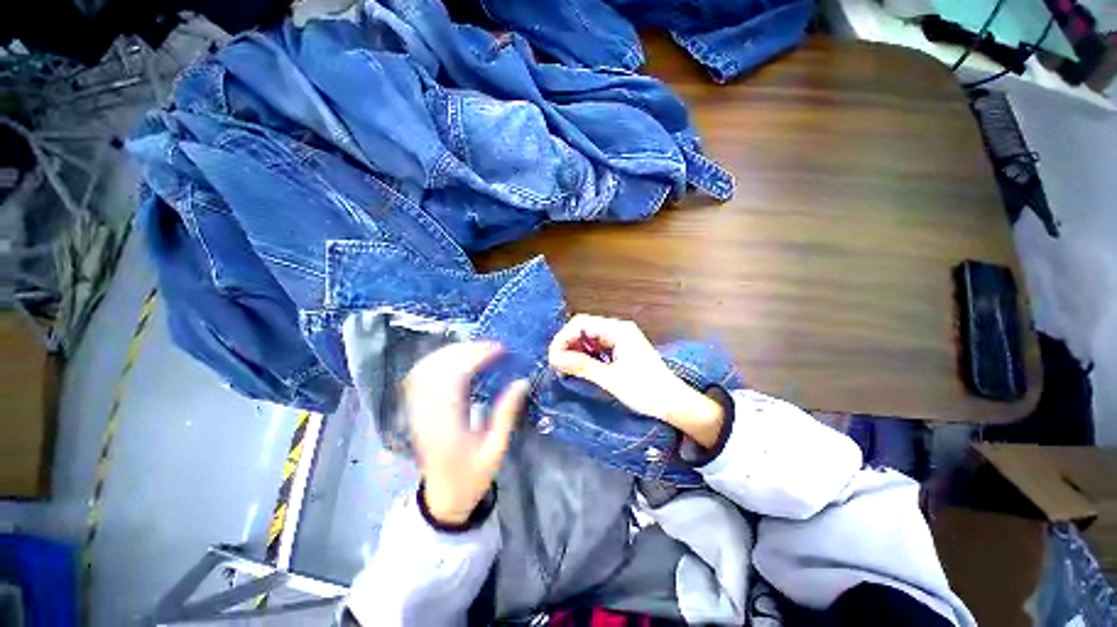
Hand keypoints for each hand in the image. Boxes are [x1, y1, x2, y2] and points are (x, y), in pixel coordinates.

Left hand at [404, 342, 528, 524]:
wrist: (443, 498)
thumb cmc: (472, 477)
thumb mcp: (496, 450)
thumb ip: (506, 414)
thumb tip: (521, 381)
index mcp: (447, 427)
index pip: (454, 378)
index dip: (476, 357)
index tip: (499, 349)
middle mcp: (426, 415)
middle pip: (437, 368)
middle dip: (465, 350)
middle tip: (492, 346)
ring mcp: (417, 412)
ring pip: (426, 369)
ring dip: (451, 352)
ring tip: (478, 348)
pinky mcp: (416, 411)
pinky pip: (420, 377)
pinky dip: (438, 361)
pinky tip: (456, 358)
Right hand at [547, 314, 724, 447]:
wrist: (674, 403)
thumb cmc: (645, 390)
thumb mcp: (609, 378)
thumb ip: (581, 365)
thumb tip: (553, 358)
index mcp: (618, 330)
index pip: (581, 323)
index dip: (563, 338)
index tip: (552, 357)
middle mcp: (618, 329)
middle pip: (584, 328)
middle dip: (568, 344)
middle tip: (556, 364)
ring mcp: (621, 338)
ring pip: (589, 337)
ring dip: (575, 350)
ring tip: (565, 367)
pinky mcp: (622, 349)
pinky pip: (598, 346)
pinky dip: (586, 355)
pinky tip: (579, 367)